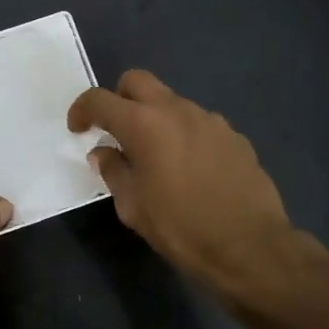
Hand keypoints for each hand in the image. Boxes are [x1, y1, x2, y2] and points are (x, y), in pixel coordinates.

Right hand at [67, 70, 328, 305]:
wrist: (250, 247)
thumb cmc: (181, 228)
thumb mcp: (133, 207)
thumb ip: (114, 172)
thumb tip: (104, 153)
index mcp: (143, 124)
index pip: (99, 100)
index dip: (82, 110)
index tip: (78, 129)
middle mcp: (176, 111)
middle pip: (138, 81)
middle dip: (119, 98)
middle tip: (116, 131)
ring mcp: (210, 120)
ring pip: (171, 102)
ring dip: (155, 119)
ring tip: (157, 157)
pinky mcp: (234, 136)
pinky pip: (199, 124)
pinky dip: (185, 135)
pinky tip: (190, 170)